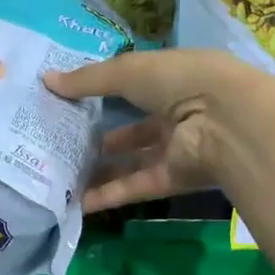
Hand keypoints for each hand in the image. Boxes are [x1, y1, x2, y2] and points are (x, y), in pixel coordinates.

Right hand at [44, 49, 254, 211]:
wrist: (228, 122)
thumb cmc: (180, 81)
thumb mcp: (128, 71)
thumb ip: (88, 80)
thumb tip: (46, 81)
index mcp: (172, 80)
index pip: (135, 86)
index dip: (104, 92)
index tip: (70, 101)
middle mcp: (177, 114)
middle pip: (133, 130)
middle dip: (100, 138)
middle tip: (62, 144)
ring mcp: (177, 149)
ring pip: (132, 162)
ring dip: (101, 171)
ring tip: (62, 176)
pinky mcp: (175, 179)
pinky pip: (137, 186)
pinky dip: (110, 194)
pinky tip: (78, 202)